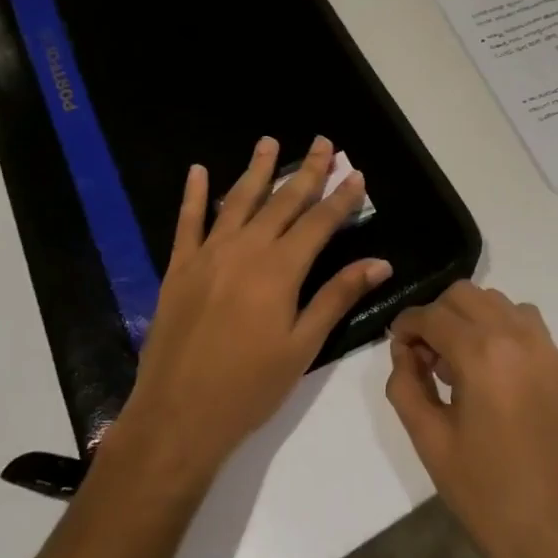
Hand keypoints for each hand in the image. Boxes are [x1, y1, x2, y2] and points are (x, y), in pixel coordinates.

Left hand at [109, 135, 390, 487]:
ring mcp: (208, 254)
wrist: (178, 414)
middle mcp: (245, 250)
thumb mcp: (303, 346)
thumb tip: (379, 262)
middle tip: (323, 143)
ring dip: (257, 170)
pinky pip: (187, 222)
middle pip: (282, 202)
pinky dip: (193, 194)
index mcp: (280, 270)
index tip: (357, 173)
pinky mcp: (179, 267)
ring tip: (270, 142)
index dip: (341, 198)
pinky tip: (197, 170)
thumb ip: (337, 297)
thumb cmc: (250, 387)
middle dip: (307, 172)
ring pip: (237, 200)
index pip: (319, 223)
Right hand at [387, 283, 557, 557]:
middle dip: (435, 315)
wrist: (556, 534)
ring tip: (455, 360)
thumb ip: (406, 384)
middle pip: (463, 295)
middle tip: (423, 356)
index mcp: (481, 355)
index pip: (431, 315)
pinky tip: (487, 365)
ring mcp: (544, 347)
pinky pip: (522, 320)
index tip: (397, 349)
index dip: (406, 326)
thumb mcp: (429, 439)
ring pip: (494, 301)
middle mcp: (516, 337)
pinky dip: (498, 325)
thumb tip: (404, 352)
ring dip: (467, 316)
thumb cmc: (485, 493)